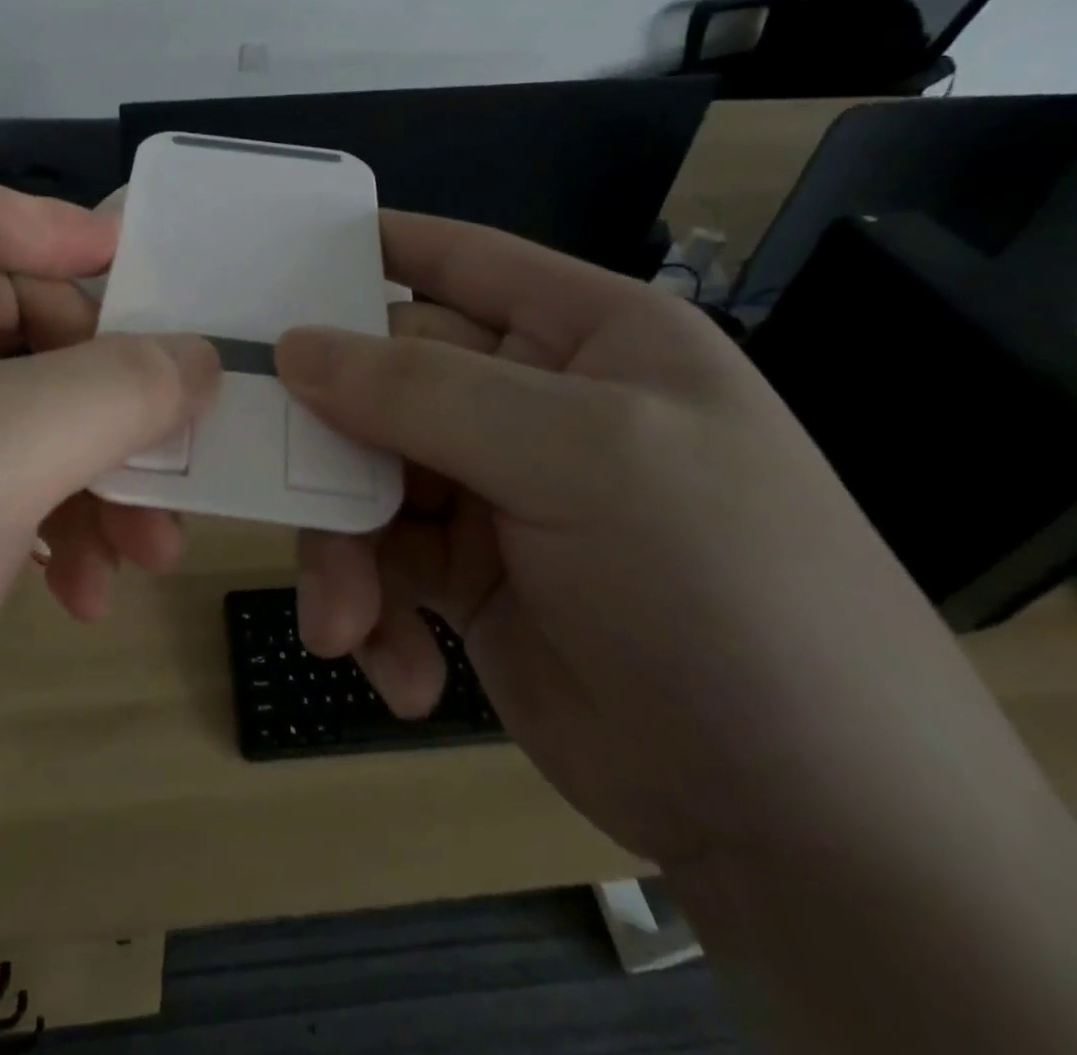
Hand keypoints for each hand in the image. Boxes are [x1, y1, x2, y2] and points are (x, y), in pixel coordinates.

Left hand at [0, 178, 218, 846]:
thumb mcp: (4, 449)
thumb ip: (121, 387)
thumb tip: (200, 358)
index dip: (69, 233)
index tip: (155, 285)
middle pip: (25, 329)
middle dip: (112, 396)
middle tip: (176, 455)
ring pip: (23, 425)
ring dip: (96, 480)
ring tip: (148, 556)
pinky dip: (52, 531)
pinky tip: (82, 596)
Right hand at [275, 211, 1037, 872]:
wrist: (807, 823)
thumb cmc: (721, 588)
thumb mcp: (581, 460)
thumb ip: (425, 392)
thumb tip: (294, 347)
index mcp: (581, 337)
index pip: (456, 261)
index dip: (367, 252)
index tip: (268, 268)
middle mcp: (528, 404)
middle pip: (381, 385)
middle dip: (330, 447)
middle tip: (277, 490)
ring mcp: (492, 493)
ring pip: (364, 483)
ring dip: (344, 555)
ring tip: (346, 624)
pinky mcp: (465, 577)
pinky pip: (380, 566)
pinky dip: (375, 616)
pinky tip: (405, 674)